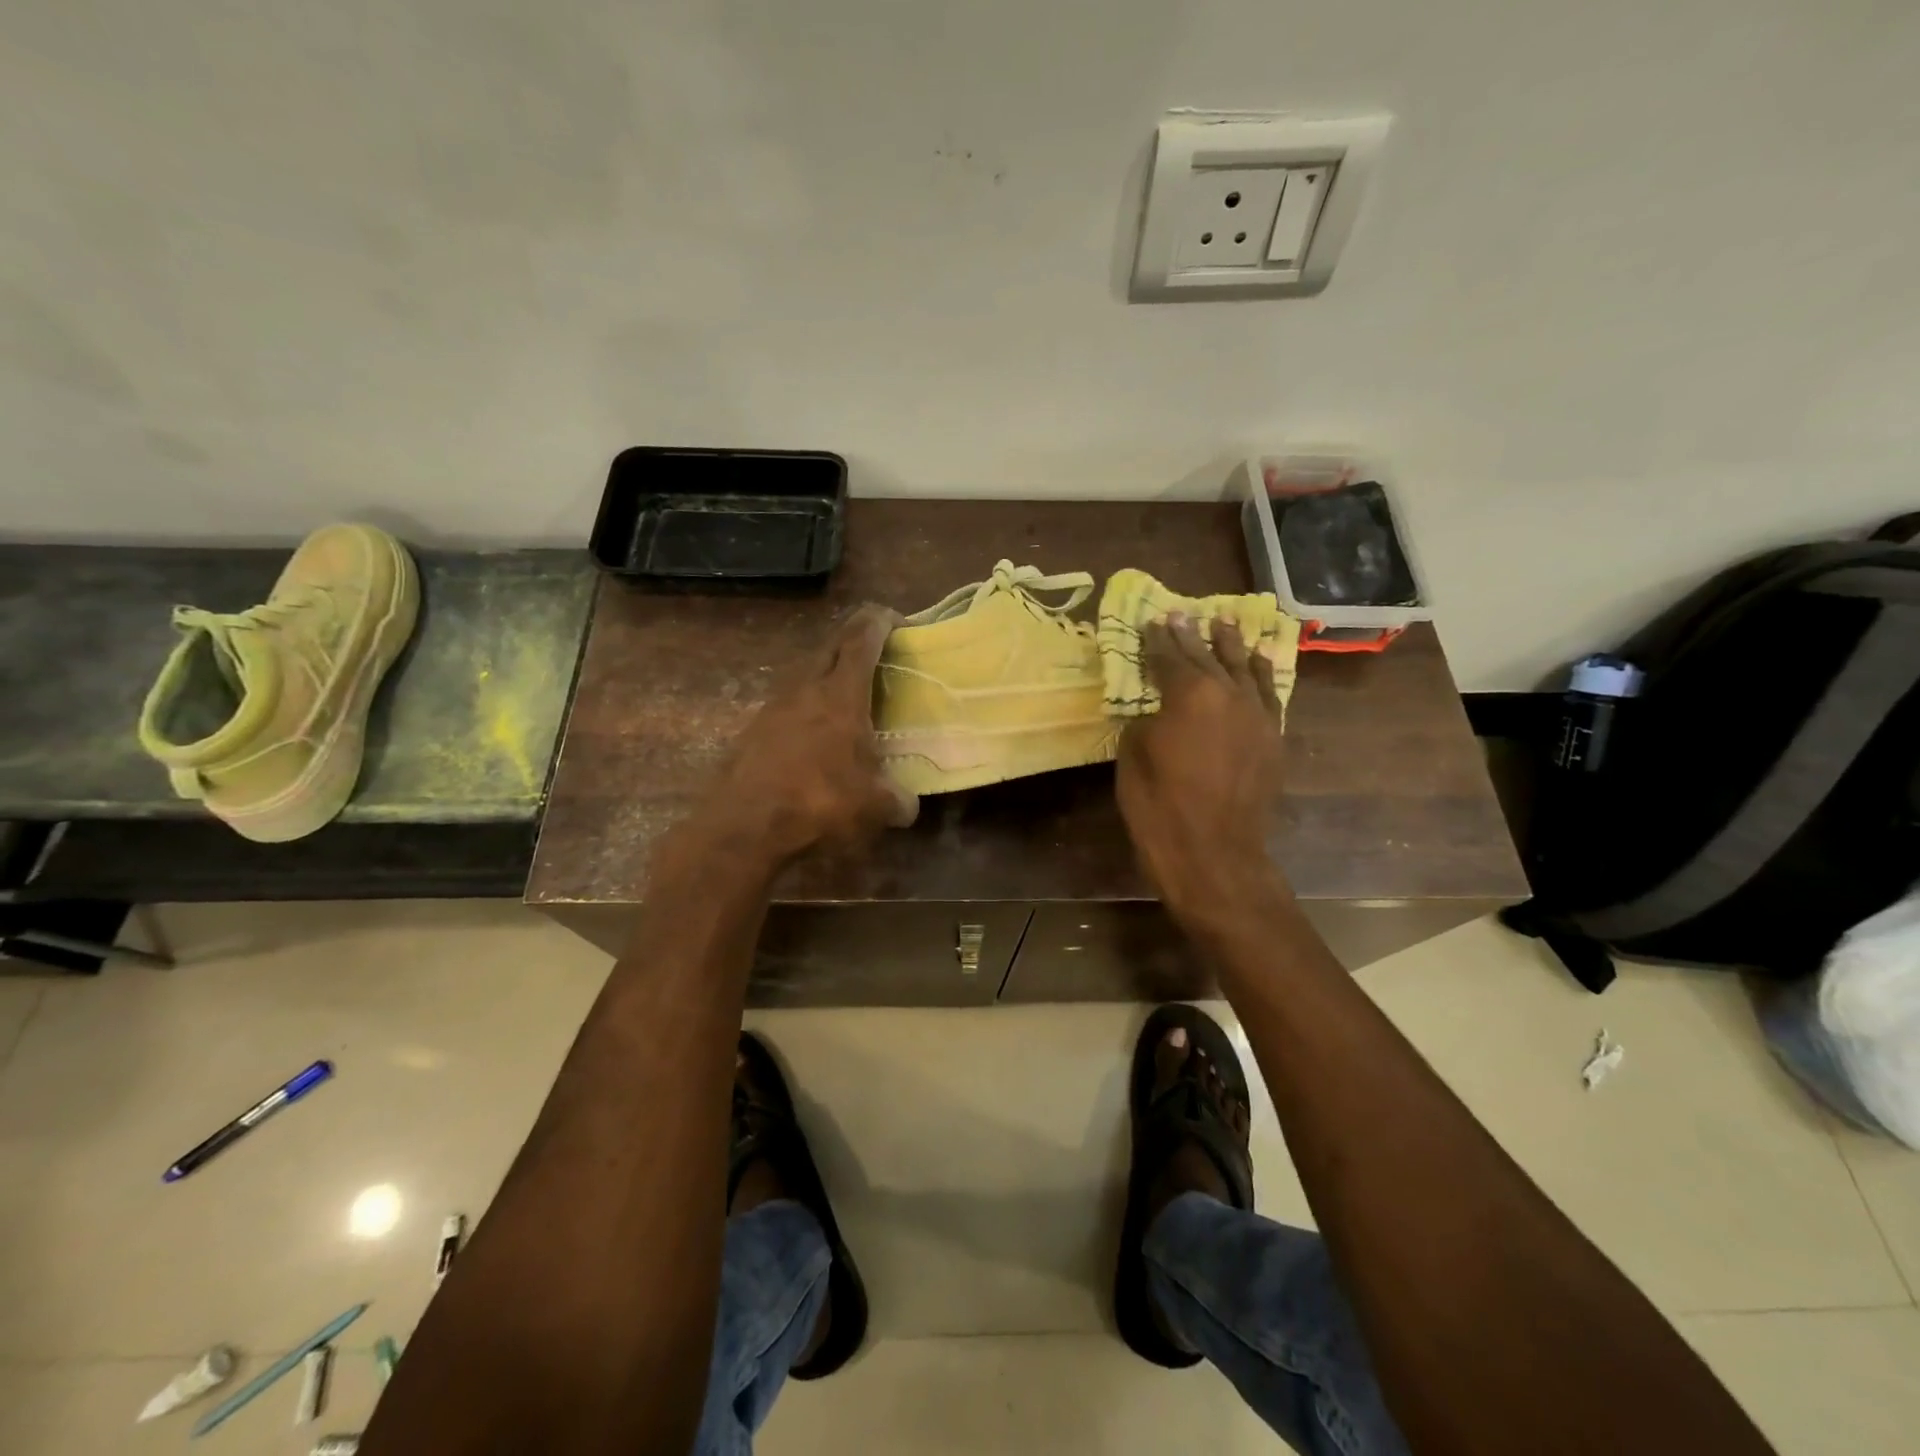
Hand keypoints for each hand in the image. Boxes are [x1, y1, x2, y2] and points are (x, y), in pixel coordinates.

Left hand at [693, 604, 918, 868]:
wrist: (744, 827)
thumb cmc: (819, 804)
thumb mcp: (874, 808)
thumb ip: (897, 799)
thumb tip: (907, 805)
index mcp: (841, 695)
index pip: (862, 639)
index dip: (880, 621)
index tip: (897, 621)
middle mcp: (806, 689)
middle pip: (831, 645)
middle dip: (855, 638)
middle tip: (877, 651)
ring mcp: (774, 707)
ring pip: (806, 672)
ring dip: (828, 672)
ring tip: (848, 695)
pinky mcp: (753, 729)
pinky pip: (788, 702)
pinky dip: (807, 705)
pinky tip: (815, 734)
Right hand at [1117, 613, 1288, 925]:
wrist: (1213, 851)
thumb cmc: (1159, 805)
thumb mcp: (1133, 755)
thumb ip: (1145, 720)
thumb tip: (1157, 709)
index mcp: (1188, 693)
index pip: (1169, 656)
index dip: (1157, 639)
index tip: (1152, 622)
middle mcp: (1228, 693)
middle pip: (1206, 656)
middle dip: (1191, 636)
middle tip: (1181, 615)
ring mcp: (1257, 714)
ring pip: (1243, 668)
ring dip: (1230, 646)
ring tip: (1224, 624)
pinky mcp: (1273, 736)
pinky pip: (1268, 693)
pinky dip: (1260, 673)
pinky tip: (1257, 661)